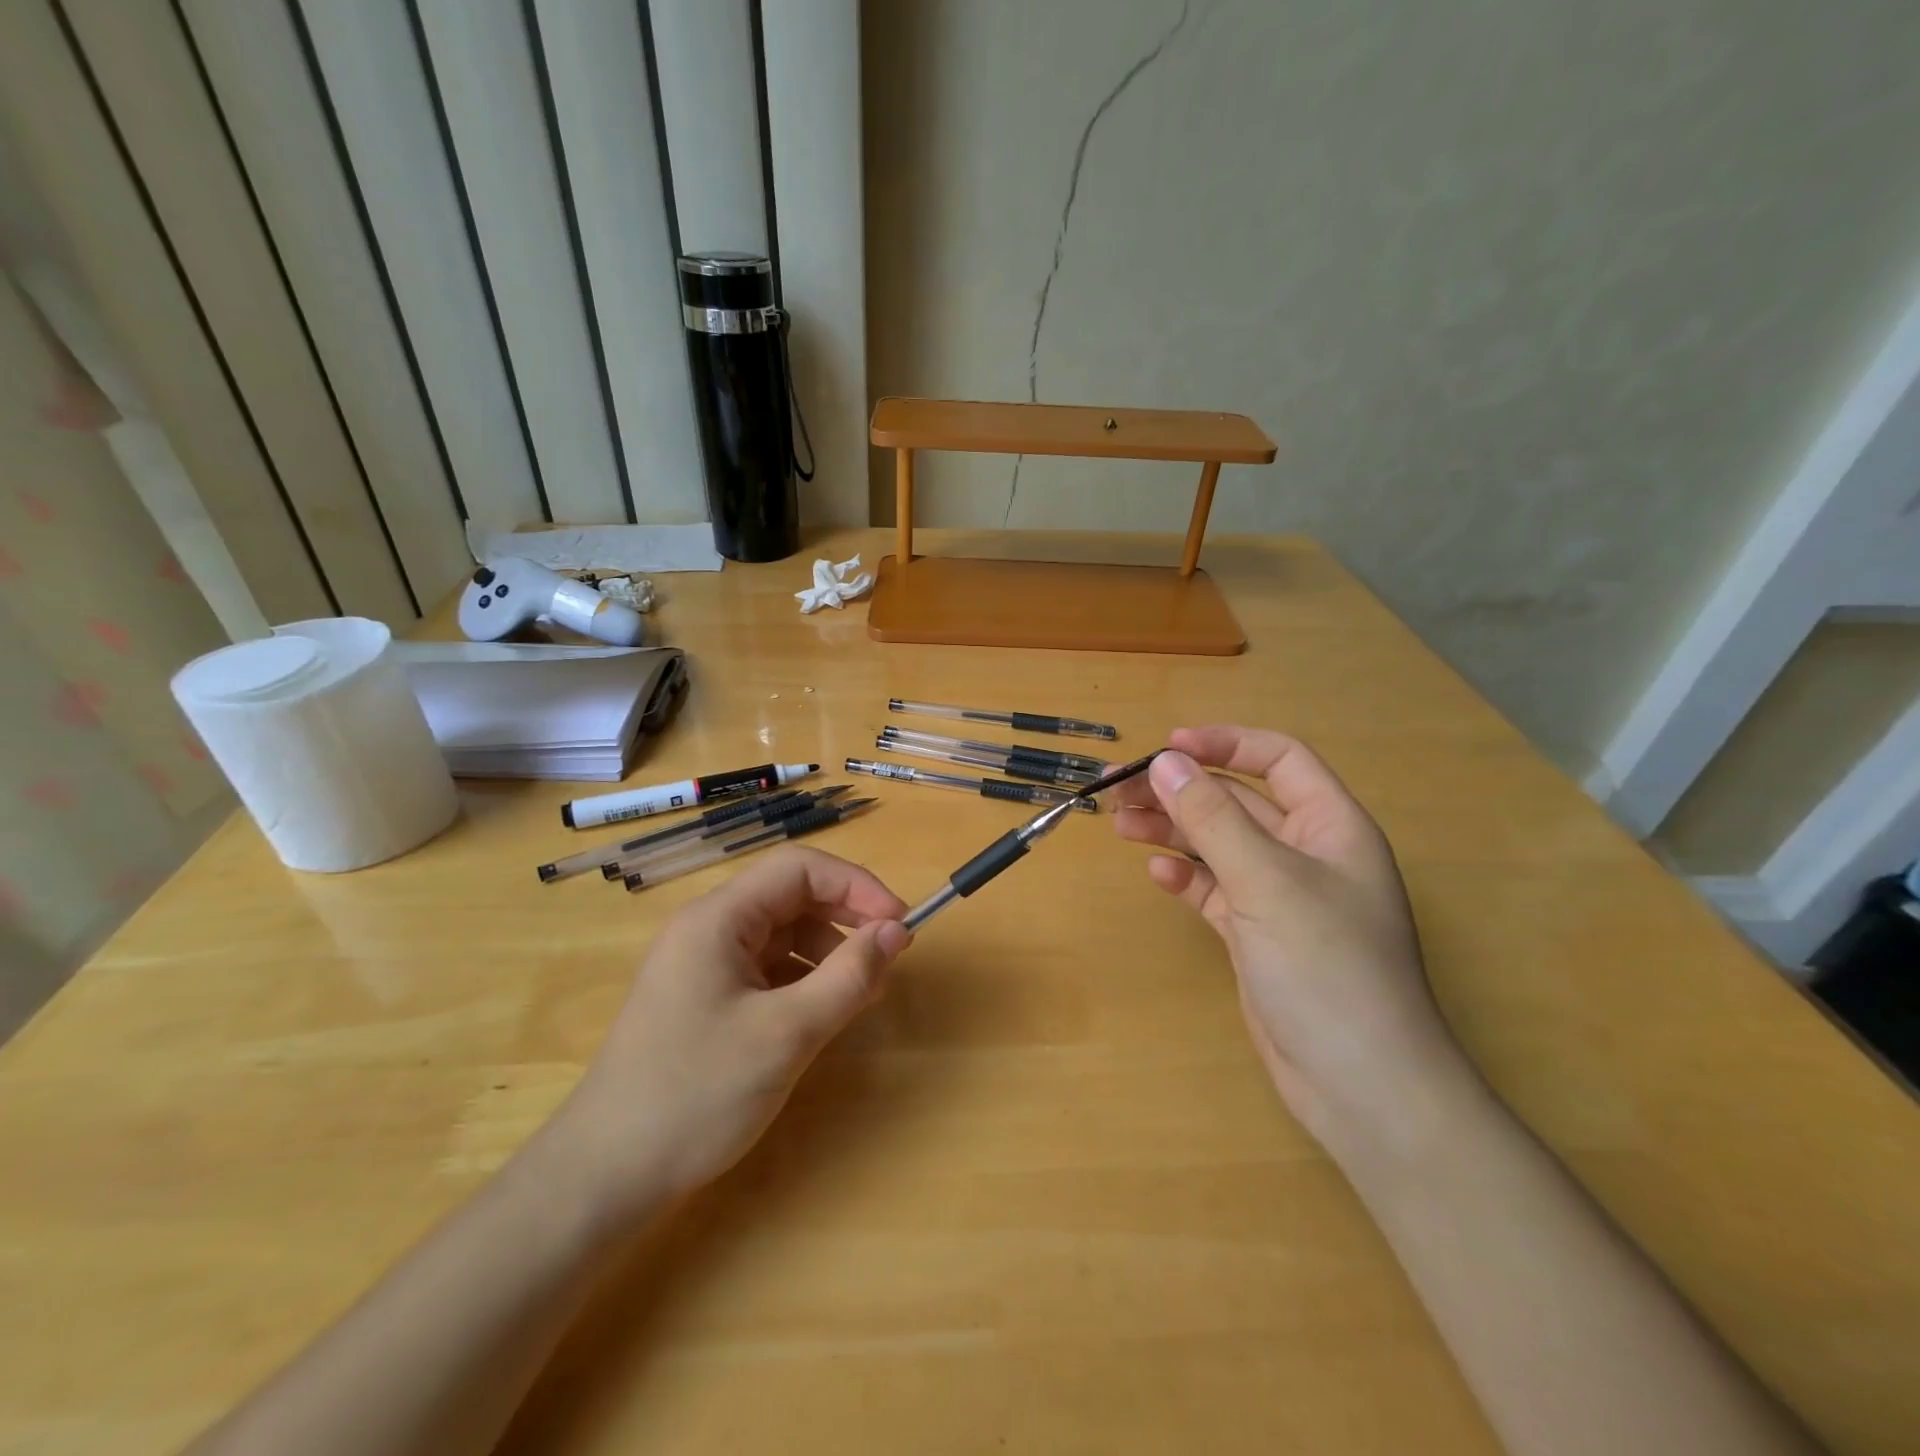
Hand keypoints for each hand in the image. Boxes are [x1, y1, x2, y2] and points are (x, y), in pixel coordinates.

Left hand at [552, 847, 910, 1216]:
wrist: (605, 1177)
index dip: (856, 885)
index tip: (899, 923)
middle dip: (845, 918)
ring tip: (863, 991)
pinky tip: (824, 1011)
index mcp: (718, 918)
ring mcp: (703, 964)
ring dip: (828, 950)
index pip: (798, 869)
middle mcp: (708, 929)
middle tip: (889, 956)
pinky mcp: (704, 998)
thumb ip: (849, 977)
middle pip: (790, 897)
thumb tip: (896, 931)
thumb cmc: (696, 1095)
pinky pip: (766, 968)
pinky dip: (803, 979)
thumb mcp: (787, 1033)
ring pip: (782, 934)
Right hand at [1112, 726, 1465, 1150]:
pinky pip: (1215, 890)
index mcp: (1330, 825)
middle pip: (1236, 801)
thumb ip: (1212, 817)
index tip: (1167, 747)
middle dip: (1180, 790)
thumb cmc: (1326, 966)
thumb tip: (1165, 761)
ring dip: (1172, 830)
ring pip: (1218, 845)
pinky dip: (1186, 878)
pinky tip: (1158, 876)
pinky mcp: (1257, 935)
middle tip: (1116, 789)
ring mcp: (1280, 897)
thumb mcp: (1266, 881)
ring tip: (1120, 824)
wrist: (1360, 1085)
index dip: (1225, 743)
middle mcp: (1306, 853)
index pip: (1278, 759)